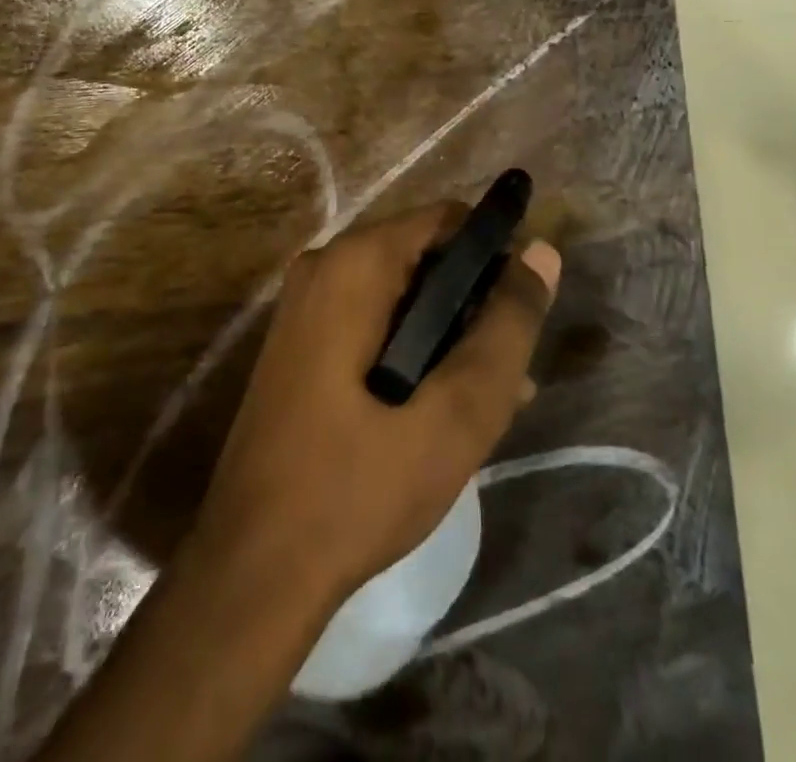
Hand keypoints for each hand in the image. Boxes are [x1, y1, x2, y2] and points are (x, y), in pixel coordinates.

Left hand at [189, 203, 561, 602]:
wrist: (252, 574)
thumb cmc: (358, 488)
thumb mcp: (456, 413)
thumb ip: (506, 328)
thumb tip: (543, 253)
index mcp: (355, 264)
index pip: (448, 220)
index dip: (496, 256)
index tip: (523, 315)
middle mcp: (325, 268)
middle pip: (426, 257)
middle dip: (475, 307)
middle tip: (509, 374)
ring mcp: (307, 307)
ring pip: (404, 296)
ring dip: (451, 337)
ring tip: (496, 401)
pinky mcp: (302, 345)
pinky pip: (375, 324)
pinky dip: (415, 352)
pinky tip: (446, 409)